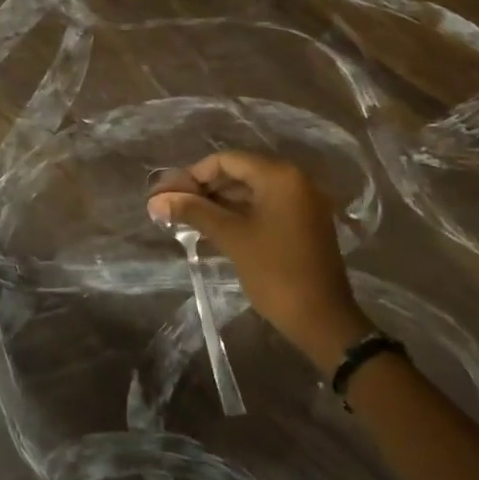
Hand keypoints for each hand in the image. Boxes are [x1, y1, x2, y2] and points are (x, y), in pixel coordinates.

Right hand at [147, 151, 373, 371]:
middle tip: (173, 205)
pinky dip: (239, 213)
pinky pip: (265, 207)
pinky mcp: (303, 222)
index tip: (168, 193)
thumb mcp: (232, 237)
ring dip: (220, 202)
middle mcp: (294, 180)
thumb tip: (157, 200)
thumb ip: (195, 212)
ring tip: (187, 218)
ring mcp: (302, 202)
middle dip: (205, 188)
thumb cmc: (275, 272)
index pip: (228, 160)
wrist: (322, 319)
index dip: (194, 174)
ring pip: (252, 191)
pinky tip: (213, 228)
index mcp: (280, 175)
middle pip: (240, 173)